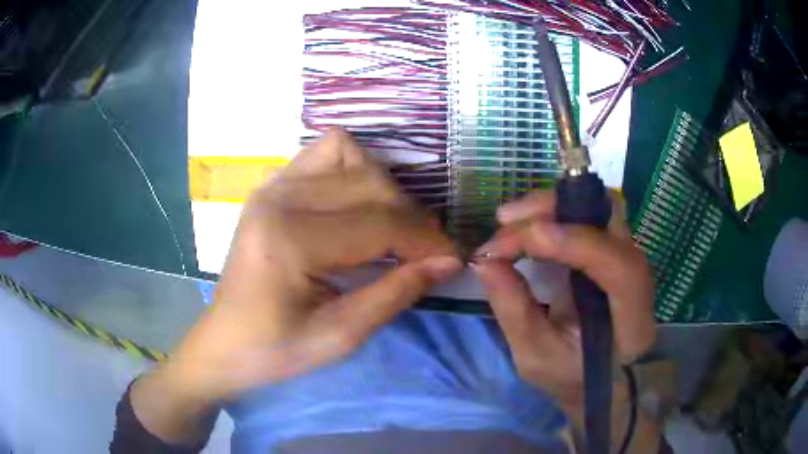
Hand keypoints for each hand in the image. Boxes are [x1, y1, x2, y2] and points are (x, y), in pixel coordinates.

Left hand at [135, 129, 460, 431]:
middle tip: (424, 251)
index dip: (425, 240)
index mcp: (290, 241)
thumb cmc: (275, 350)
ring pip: (351, 156)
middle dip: (410, 216)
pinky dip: (353, 170)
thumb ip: (396, 293)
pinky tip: (356, 205)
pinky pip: (325, 153)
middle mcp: (279, 198)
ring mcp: (272, 185)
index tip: (452, 258)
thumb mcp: (340, 336)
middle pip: (369, 183)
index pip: (379, 223)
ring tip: (391, 226)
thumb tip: (447, 261)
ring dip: (383, 188)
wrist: (225, 341)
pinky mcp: (271, 186)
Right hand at [473, 190, 655, 415]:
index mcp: (632, 319)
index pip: (620, 267)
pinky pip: (585, 214)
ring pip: (597, 205)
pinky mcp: (610, 247)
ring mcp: (626, 254)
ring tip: (509, 220)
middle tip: (505, 221)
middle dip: (556, 208)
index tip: (526, 238)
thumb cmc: (571, 375)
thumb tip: (484, 261)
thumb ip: (513, 310)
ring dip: (552, 205)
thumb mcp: (534, 356)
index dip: (577, 243)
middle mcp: (639, 275)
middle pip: (610, 217)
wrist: (599, 376)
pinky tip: (525, 224)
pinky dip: (553, 212)